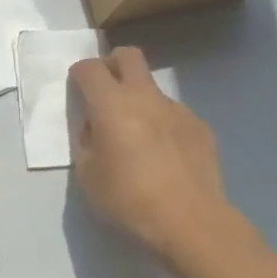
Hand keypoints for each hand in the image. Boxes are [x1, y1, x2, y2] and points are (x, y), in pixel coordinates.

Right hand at [68, 47, 258, 262]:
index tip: (76, 91)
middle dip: (112, 65)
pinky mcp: (199, 127)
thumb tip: (94, 128)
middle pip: (128, 56)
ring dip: (138, 100)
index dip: (79, 74)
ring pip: (152, 88)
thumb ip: (86, 142)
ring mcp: (177, 109)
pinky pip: (172, 114)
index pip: (89, 68)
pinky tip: (163, 156)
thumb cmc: (128, 199)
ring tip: (136, 138)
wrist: (190, 221)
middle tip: (105, 93)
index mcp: (111, 104)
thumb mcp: (87, 174)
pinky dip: (161, 124)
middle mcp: (145, 97)